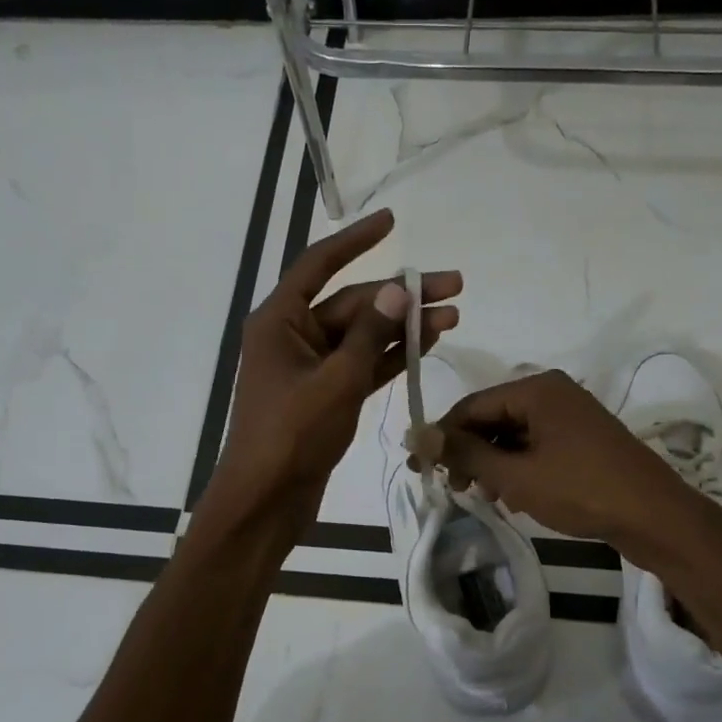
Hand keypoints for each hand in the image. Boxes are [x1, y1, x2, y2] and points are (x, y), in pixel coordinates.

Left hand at [207, 208, 459, 533]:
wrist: (267, 500)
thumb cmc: (292, 435)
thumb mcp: (336, 381)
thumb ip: (369, 335)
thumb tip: (398, 291)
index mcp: (281, 321)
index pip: (320, 265)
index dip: (356, 240)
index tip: (392, 221)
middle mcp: (294, 337)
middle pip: (353, 303)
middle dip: (402, 296)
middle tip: (454, 286)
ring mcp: (311, 368)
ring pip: (363, 336)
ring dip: (404, 327)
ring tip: (453, 316)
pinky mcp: (326, 396)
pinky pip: (362, 366)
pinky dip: (391, 357)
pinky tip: (427, 346)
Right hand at [435, 369, 688, 549]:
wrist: (654, 516)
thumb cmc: (581, 490)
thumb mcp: (515, 475)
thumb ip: (465, 454)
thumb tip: (416, 434)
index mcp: (536, 389)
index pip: (471, 406)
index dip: (442, 437)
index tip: (420, 468)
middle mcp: (552, 393)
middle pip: (492, 418)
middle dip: (468, 453)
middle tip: (453, 489)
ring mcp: (570, 415)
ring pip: (512, 434)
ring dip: (491, 463)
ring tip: (483, 496)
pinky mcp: (581, 439)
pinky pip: (535, 445)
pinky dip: (516, 467)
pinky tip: (511, 494)